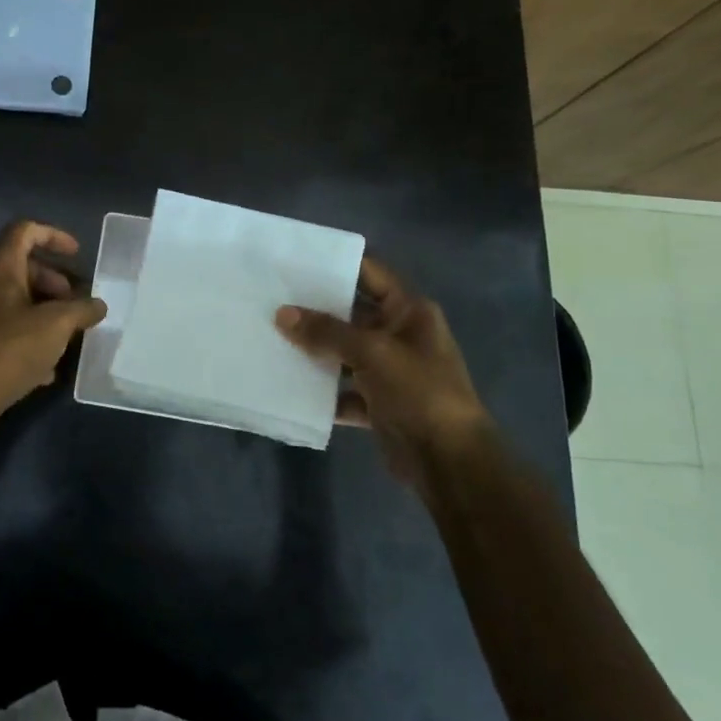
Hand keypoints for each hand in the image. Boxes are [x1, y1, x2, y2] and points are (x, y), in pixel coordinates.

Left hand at [0, 220, 107, 428]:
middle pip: (20, 265)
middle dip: (53, 281)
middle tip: (74, 304)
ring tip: (65, 335)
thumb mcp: (56, 326)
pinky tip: (46, 365)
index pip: (25, 230)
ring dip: (42, 309)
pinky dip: (26, 331)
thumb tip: (98, 305)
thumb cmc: (10, 349)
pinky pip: (1, 323)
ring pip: (11, 297)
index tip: (78, 255)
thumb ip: (82, 309)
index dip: (55, 236)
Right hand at [276, 257, 490, 481]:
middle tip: (271, 297)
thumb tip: (282, 313)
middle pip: (351, 313)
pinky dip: (322, 390)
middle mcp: (399, 335)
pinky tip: (289, 383)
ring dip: (314, 349)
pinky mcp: (378, 403)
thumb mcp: (372, 352)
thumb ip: (326, 331)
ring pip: (343, 352)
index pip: (369, 272)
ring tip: (271, 336)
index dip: (336, 263)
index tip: (295, 258)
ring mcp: (389, 370)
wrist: (449, 462)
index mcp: (409, 311)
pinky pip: (343, 388)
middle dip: (314, 309)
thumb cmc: (419, 392)